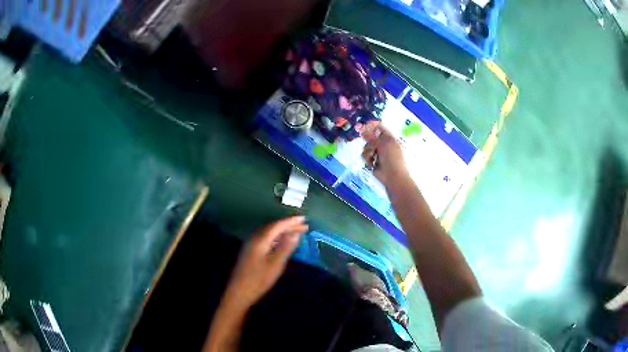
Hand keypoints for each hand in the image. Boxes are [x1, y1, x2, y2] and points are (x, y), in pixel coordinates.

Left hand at [224, 216, 308, 309]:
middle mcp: (254, 238)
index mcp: (260, 239)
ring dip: (283, 231)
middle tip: (304, 226)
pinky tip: (283, 242)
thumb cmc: (259, 279)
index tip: (304, 218)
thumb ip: (285, 247)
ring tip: (296, 232)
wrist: (239, 292)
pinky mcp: (250, 251)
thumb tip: (295, 233)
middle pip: (273, 227)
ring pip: (269, 233)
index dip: (291, 221)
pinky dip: (276, 238)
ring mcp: (251, 244)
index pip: (277, 225)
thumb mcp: (276, 264)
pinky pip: (266, 239)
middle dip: (288, 225)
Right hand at [362, 125, 409, 185]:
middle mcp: (382, 144)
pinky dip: (368, 159)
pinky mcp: (372, 161)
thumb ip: (372, 137)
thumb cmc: (392, 159)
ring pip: (366, 147)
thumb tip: (362, 130)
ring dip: (368, 151)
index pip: (379, 128)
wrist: (393, 177)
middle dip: (368, 141)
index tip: (363, 126)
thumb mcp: (384, 145)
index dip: (371, 126)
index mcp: (389, 138)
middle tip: (366, 142)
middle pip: (370, 137)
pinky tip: (371, 163)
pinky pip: (365, 156)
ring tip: (372, 156)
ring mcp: (377, 153)